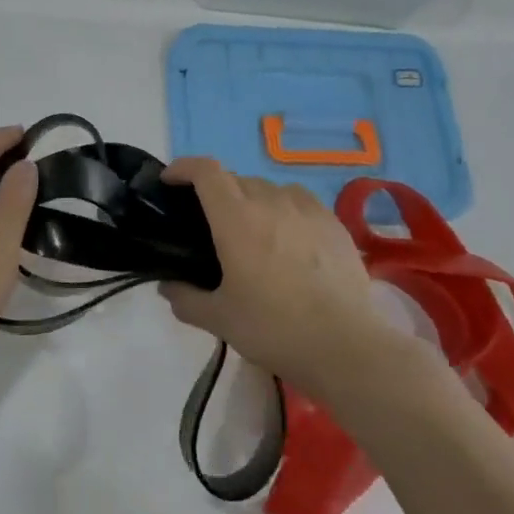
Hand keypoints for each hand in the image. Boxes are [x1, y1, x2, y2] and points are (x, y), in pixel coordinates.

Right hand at [160, 158, 378, 392]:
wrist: (345, 345)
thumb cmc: (273, 328)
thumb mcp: (219, 319)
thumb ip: (186, 299)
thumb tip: (168, 287)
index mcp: (236, 218)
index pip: (205, 171)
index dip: (184, 167)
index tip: (171, 181)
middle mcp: (270, 201)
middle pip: (236, 179)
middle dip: (216, 191)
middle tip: (209, 222)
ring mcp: (306, 209)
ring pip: (269, 188)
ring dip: (251, 199)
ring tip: (251, 229)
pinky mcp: (334, 223)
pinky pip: (300, 201)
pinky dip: (284, 208)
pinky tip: (289, 236)